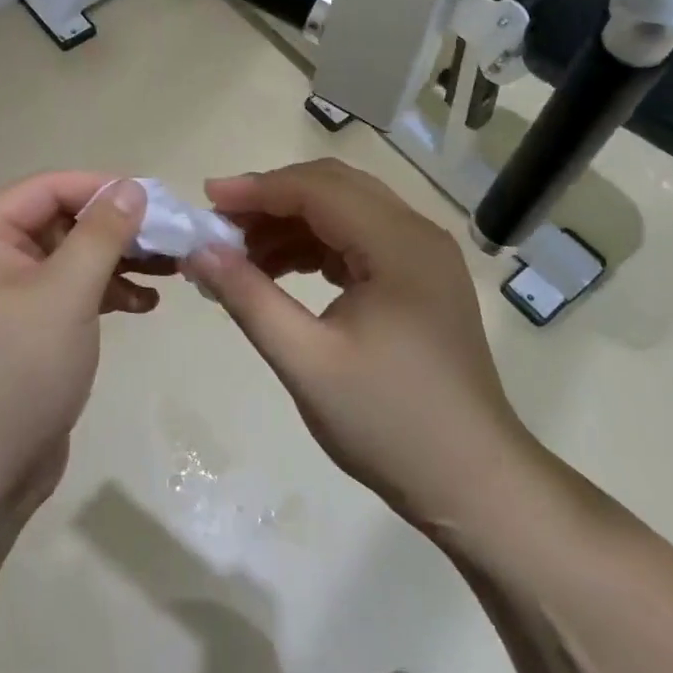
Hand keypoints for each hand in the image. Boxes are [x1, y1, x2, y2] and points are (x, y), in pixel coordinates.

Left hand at [0, 174, 160, 511]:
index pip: (47, 188)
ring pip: (73, 258)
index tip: (153, 199)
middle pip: (63, 221)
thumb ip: (101, 235)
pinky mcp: (30, 330)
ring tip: (171, 268)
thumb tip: (132, 186)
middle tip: (170, 236)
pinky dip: (107, 293)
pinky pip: (72, 293)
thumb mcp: (66, 294)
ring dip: (119, 260)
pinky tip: (145, 305)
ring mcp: (10, 297)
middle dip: (117, 228)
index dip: (100, 187)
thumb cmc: (18, 371)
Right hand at [184, 160, 527, 532]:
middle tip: (220, 225)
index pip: (317, 189)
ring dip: (292, 224)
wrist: (474, 483)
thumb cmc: (389, 422)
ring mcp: (423, 256)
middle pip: (333, 189)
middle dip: (272, 201)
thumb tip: (199, 252)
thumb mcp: (306, 361)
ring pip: (345, 212)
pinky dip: (315, 247)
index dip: (257, 189)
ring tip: (241, 255)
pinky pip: (358, 241)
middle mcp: (416, 234)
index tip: (206, 200)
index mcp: (398, 243)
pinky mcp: (420, 280)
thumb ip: (249, 298)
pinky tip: (281, 272)